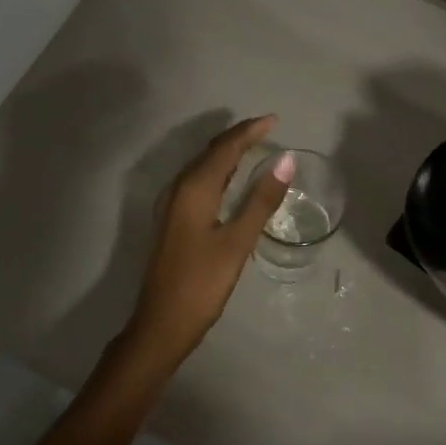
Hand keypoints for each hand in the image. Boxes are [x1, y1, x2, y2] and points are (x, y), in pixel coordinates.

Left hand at [129, 115, 294, 362]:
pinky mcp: (172, 220)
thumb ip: (261, 200)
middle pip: (210, 152)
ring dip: (226, 153)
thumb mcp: (238, 242)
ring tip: (253, 146)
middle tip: (267, 128)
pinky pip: (197, 182)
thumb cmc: (202, 284)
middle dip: (238, 137)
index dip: (250, 131)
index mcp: (194, 189)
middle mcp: (178, 189)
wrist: (161, 324)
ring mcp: (171, 205)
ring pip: (202, 166)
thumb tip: (285, 161)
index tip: (274, 120)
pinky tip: (229, 180)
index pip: (225, 148)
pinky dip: (217, 171)